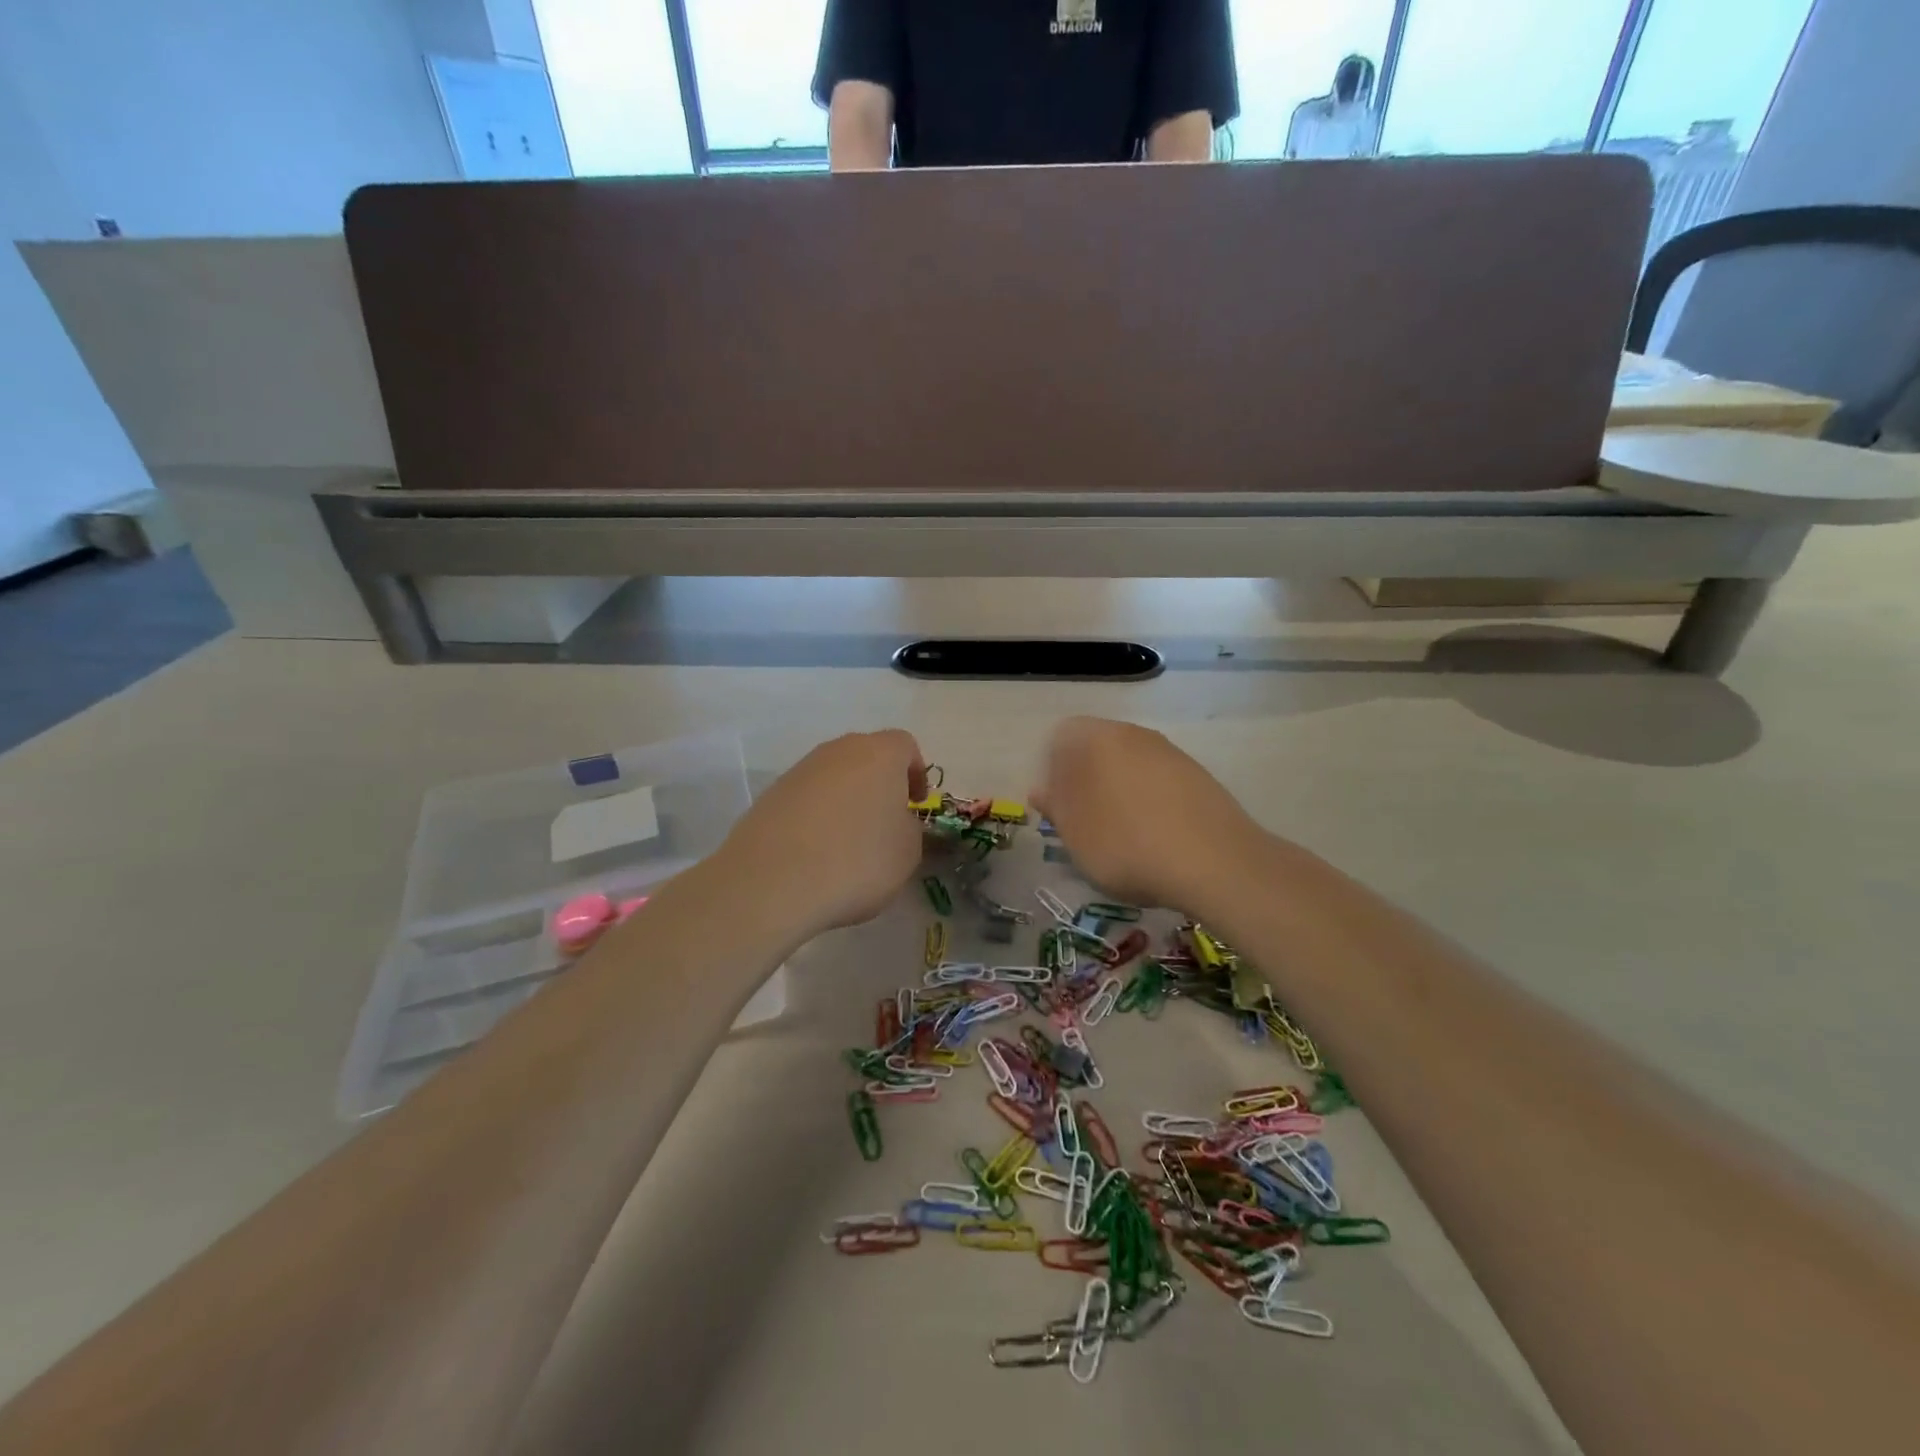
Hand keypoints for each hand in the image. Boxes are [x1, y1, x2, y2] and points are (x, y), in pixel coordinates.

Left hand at [717, 730, 927, 943]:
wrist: (773, 881)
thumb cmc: (857, 860)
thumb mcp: (908, 851)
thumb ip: (909, 827)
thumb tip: (895, 822)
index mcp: (880, 753)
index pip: (906, 746)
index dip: (916, 773)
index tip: (916, 805)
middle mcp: (839, 750)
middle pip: (867, 756)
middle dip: (880, 784)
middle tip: (885, 821)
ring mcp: (800, 770)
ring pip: (834, 777)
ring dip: (846, 800)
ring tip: (848, 842)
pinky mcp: (771, 795)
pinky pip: (807, 798)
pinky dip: (817, 817)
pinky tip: (816, 852)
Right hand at [1030, 717, 1261, 914]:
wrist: (1214, 862)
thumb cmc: (1126, 846)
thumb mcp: (1075, 835)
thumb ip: (1055, 807)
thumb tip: (1042, 789)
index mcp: (1095, 738)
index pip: (1060, 738)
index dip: (1052, 772)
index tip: (1057, 809)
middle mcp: (1133, 733)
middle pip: (1096, 749)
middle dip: (1086, 781)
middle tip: (1085, 824)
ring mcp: (1169, 752)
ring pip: (1129, 765)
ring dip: (1119, 793)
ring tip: (1122, 836)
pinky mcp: (1198, 774)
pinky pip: (1159, 782)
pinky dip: (1150, 802)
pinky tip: (1155, 838)